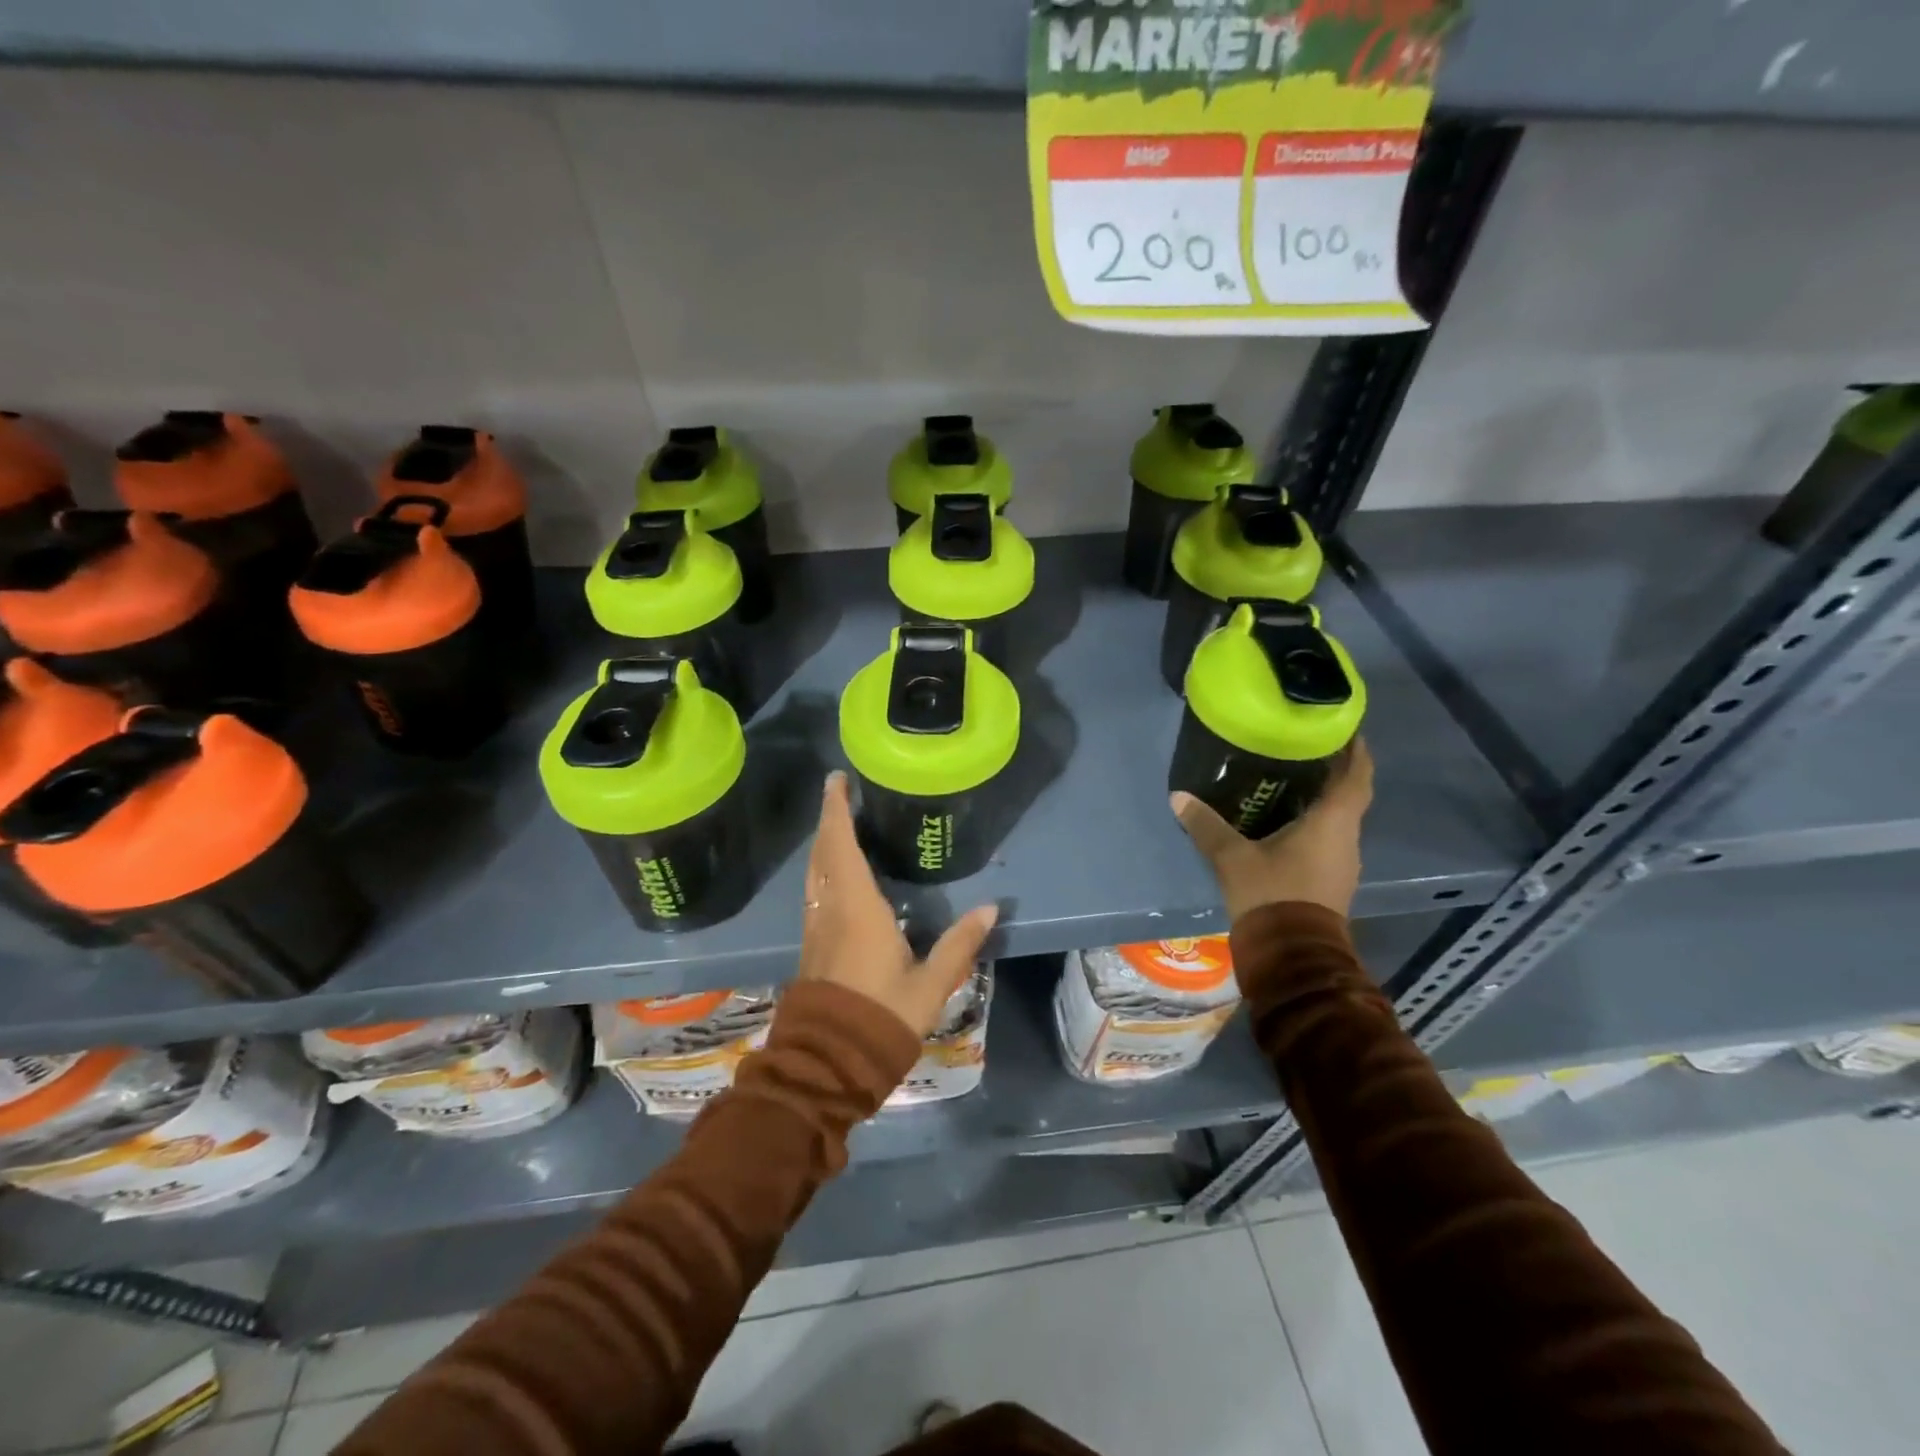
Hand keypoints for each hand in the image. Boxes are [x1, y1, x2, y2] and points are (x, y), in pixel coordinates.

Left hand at [795, 772, 997, 1038]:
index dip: (836, 809)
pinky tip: (836, 875)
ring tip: (839, 825)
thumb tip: (992, 908)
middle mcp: (830, 909)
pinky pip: (815, 892)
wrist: (830, 1062)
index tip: (836, 779)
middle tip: (840, 792)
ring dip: (823, 844)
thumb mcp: (931, 983)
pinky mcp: (812, 946)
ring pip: (814, 873)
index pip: (841, 845)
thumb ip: (960, 944)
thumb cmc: (882, 1016)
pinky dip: (823, 869)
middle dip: (828, 819)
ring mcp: (816, 928)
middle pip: (822, 852)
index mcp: (856, 907)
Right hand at [1170, 739, 1374, 922]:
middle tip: (1306, 751)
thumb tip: (1178, 796)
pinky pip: (1329, 842)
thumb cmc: (1271, 894)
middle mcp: (1346, 840)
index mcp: (1332, 823)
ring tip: (1292, 782)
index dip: (1356, 752)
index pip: (1357, 778)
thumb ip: (1206, 825)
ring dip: (1323, 801)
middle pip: (1349, 797)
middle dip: (1334, 773)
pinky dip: (1315, 825)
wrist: (1292, 955)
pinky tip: (1286, 823)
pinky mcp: (1332, 883)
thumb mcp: (1232, 857)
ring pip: (1338, 821)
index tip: (1346, 730)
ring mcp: (1342, 864)